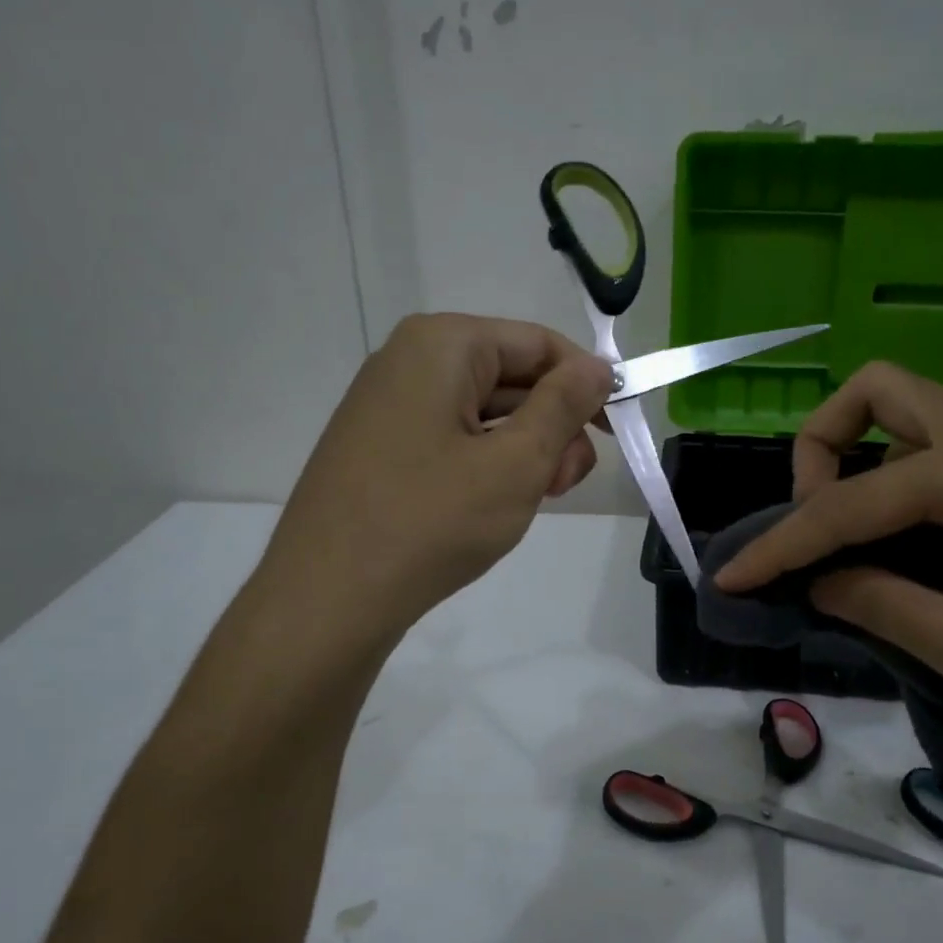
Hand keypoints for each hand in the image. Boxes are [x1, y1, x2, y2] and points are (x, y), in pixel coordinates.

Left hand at [257, 313, 611, 644]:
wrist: (327, 599)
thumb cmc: (430, 522)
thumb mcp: (515, 463)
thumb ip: (564, 406)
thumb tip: (598, 367)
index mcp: (442, 345)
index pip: (539, 343)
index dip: (586, 384)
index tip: (615, 435)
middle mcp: (410, 361)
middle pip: (513, 377)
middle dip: (553, 427)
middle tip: (564, 485)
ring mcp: (391, 406)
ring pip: (487, 414)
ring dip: (525, 453)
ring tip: (529, 503)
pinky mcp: (383, 448)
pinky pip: (455, 440)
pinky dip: (488, 466)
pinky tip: (493, 507)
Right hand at [711, 362, 942, 743]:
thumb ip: (886, 608)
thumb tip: (818, 582)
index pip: (850, 502)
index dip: (782, 544)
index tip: (733, 576)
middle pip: (876, 392)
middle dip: (820, 447)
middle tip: (817, 521)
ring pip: (908, 408)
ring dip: (859, 454)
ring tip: (852, 534)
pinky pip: (939, 441)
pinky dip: (897, 471)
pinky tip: (906, 536)